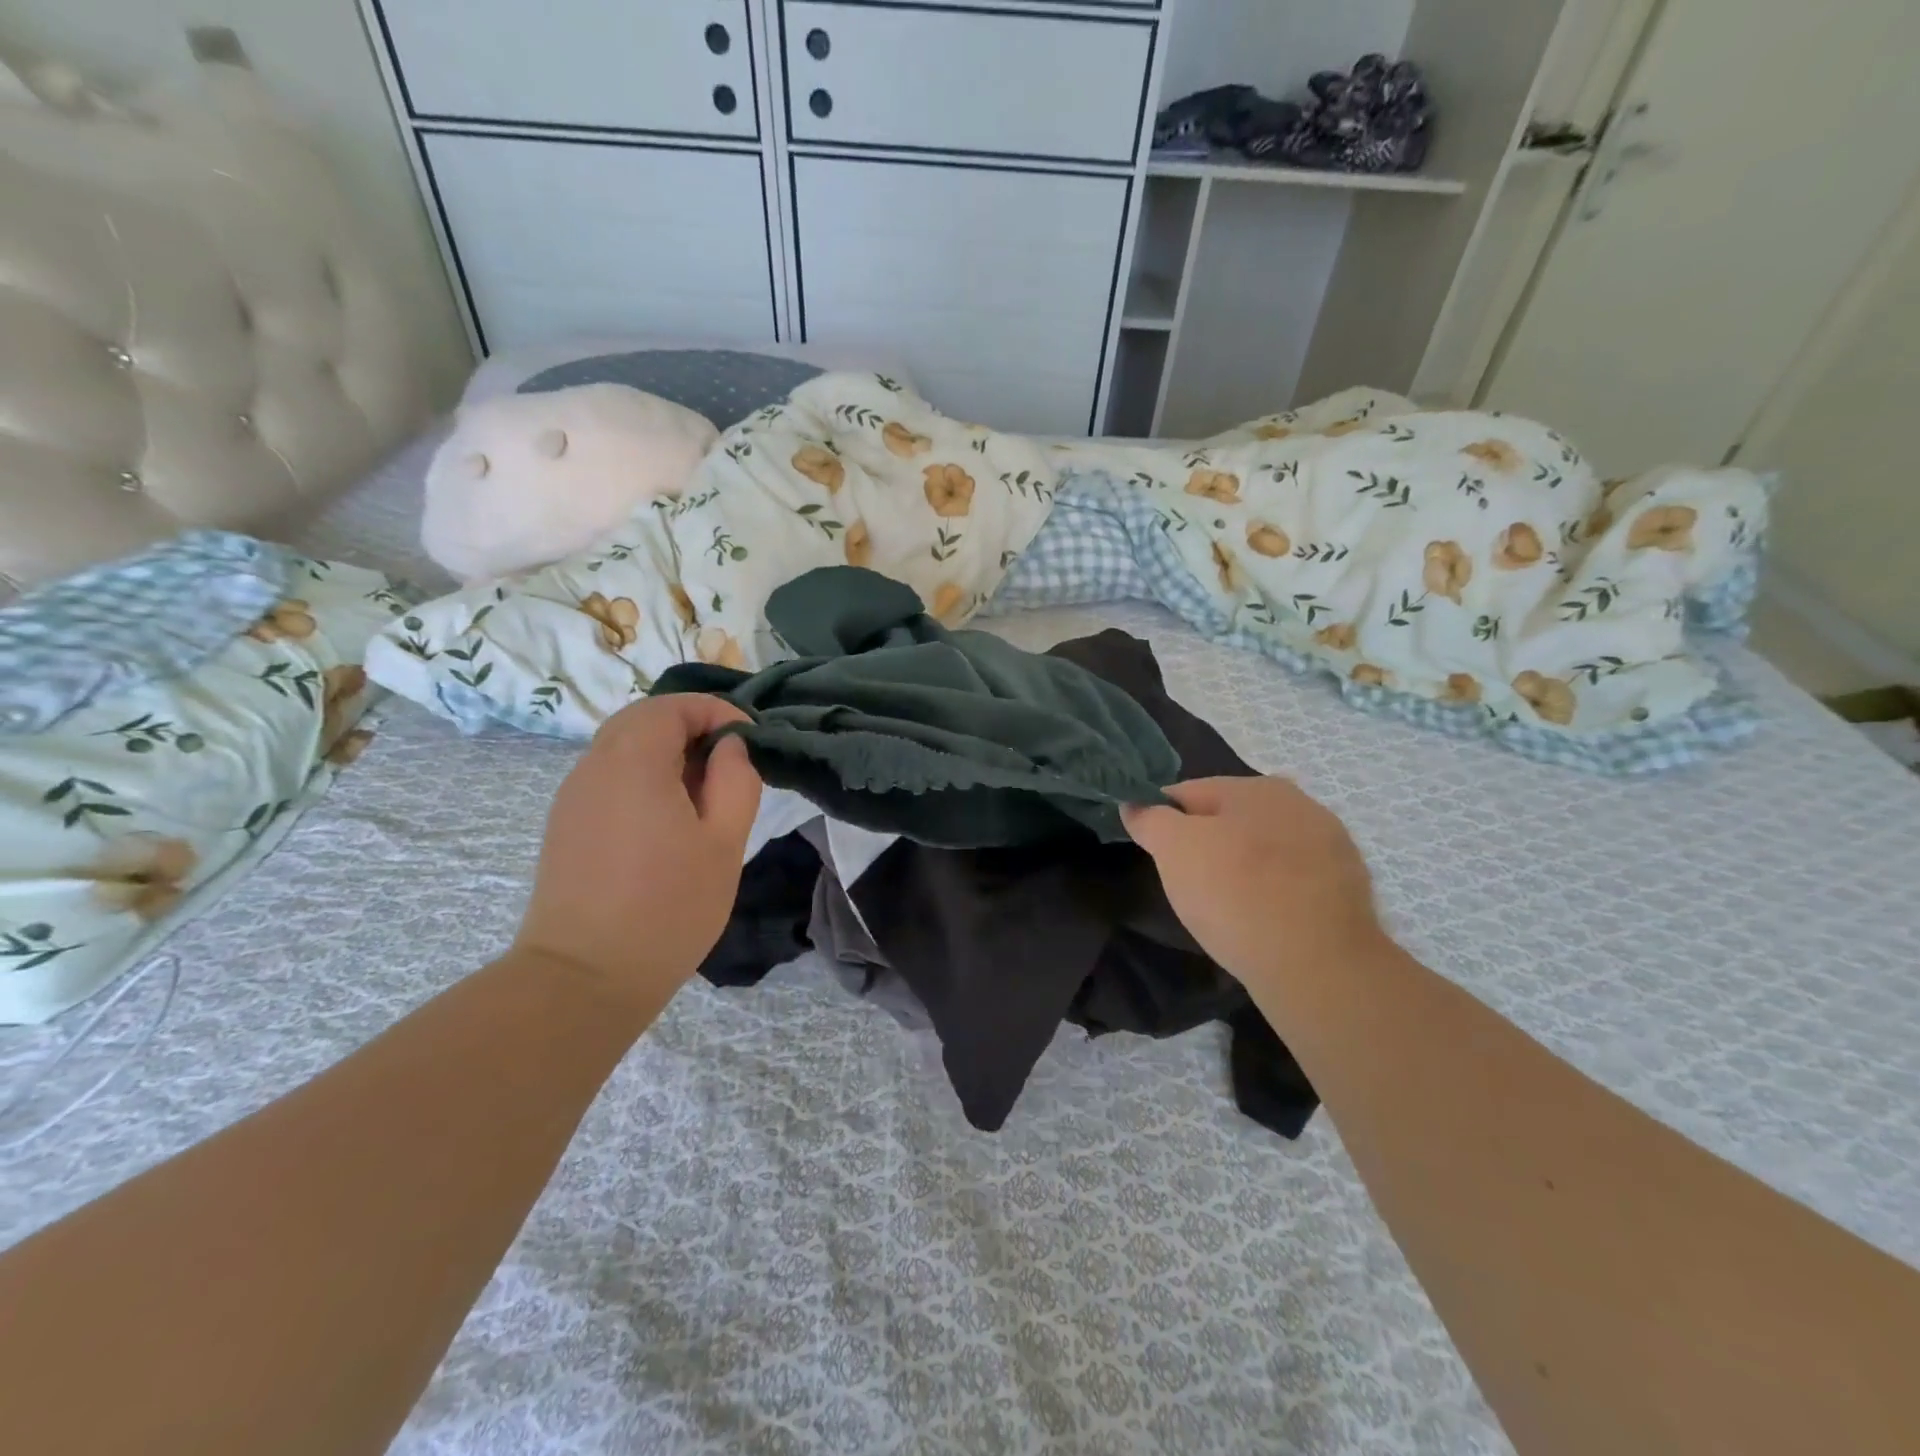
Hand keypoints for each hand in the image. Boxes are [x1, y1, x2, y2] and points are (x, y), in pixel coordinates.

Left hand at [514, 696, 761, 1011]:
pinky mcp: (566, 825)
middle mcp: (594, 766)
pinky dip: (643, 776)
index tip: (749, 740)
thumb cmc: (668, 907)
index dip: (716, 711)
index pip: (672, 706)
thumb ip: (736, 780)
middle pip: (642, 719)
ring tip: (704, 793)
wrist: (584, 978)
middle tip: (729, 761)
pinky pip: (608, 778)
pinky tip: (667, 819)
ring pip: (622, 747)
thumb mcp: (724, 842)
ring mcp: (573, 796)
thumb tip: (730, 747)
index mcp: (633, 761)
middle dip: (691, 727)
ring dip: (666, 752)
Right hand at [1123, 776, 1382, 988]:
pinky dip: (1274, 892)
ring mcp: (1331, 845)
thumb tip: (1134, 804)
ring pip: (1264, 849)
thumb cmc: (1235, 895)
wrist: (1319, 965)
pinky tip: (1265, 920)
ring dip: (1243, 867)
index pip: (1189, 793)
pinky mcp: (1348, 886)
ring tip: (1228, 908)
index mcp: (1256, 786)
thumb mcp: (1174, 850)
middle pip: (1230, 820)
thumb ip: (1150, 819)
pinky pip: (1293, 880)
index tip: (1155, 854)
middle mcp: (1299, 803)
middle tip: (1189, 884)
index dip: (1163, 820)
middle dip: (1206, 844)